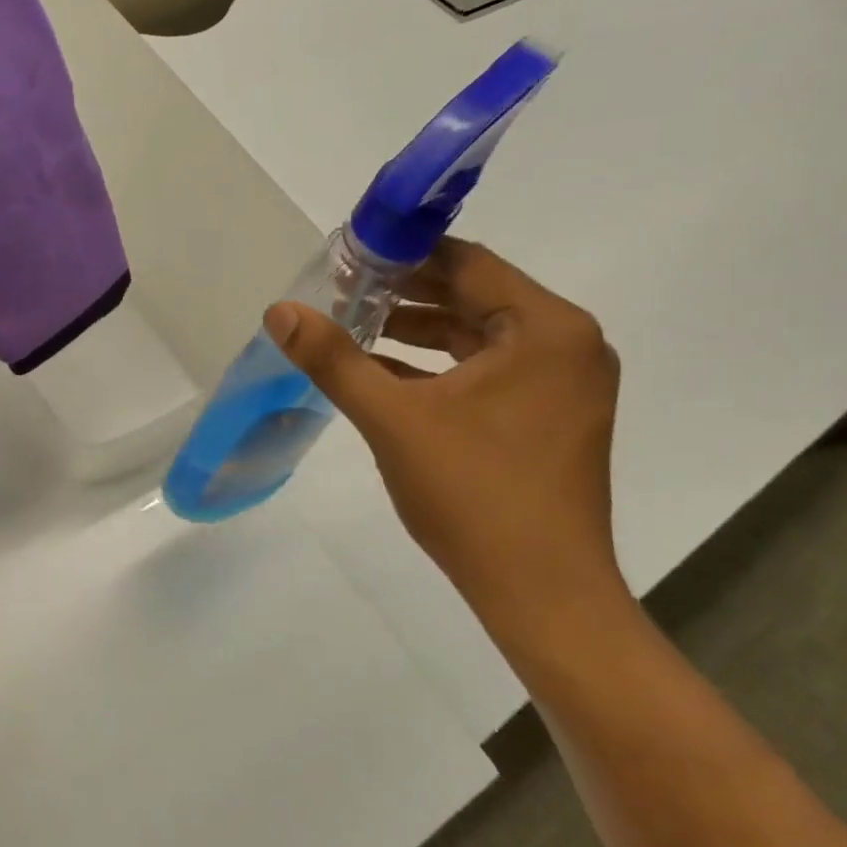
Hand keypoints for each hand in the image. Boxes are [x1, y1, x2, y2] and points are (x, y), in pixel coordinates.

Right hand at [266, 239, 624, 635]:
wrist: (541, 592)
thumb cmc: (473, 493)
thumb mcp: (392, 417)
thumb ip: (334, 358)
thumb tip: (279, 311)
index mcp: (546, 329)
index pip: (467, 263)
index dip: (402, 254)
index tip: (348, 255)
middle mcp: (567, 345)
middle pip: (473, 295)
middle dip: (405, 292)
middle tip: (341, 290)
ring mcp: (564, 385)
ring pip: (479, 336)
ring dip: (418, 329)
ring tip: (354, 327)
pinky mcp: (551, 419)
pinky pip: (488, 371)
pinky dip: (438, 366)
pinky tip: (384, 373)